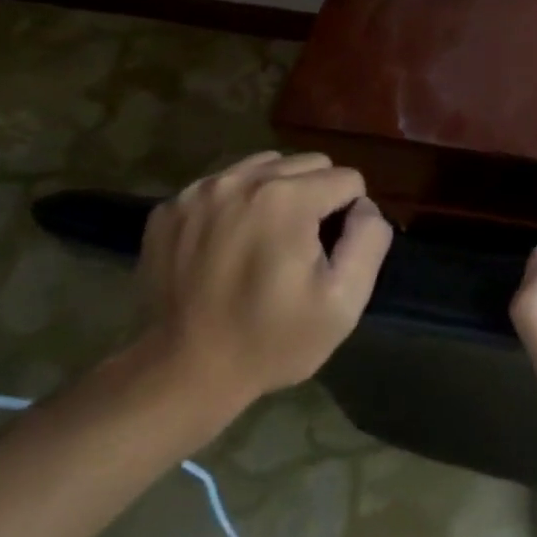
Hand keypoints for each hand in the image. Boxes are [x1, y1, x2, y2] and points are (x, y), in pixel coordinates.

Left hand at [127, 151, 392, 432]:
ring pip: (263, 168)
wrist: (182, 373)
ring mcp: (197, 192)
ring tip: (267, 242)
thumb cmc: (273, 340)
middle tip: (302, 247)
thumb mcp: (344, 301)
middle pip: (307, 164)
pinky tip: (228, 247)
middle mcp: (240, 181)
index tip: (331, 255)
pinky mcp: (168, 209)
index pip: (347, 179)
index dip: (350, 216)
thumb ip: (368, 240)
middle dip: (316, 197)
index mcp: (286, 199)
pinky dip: (235, 206)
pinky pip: (222, 187)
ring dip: (277, 195)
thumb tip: (364, 207)